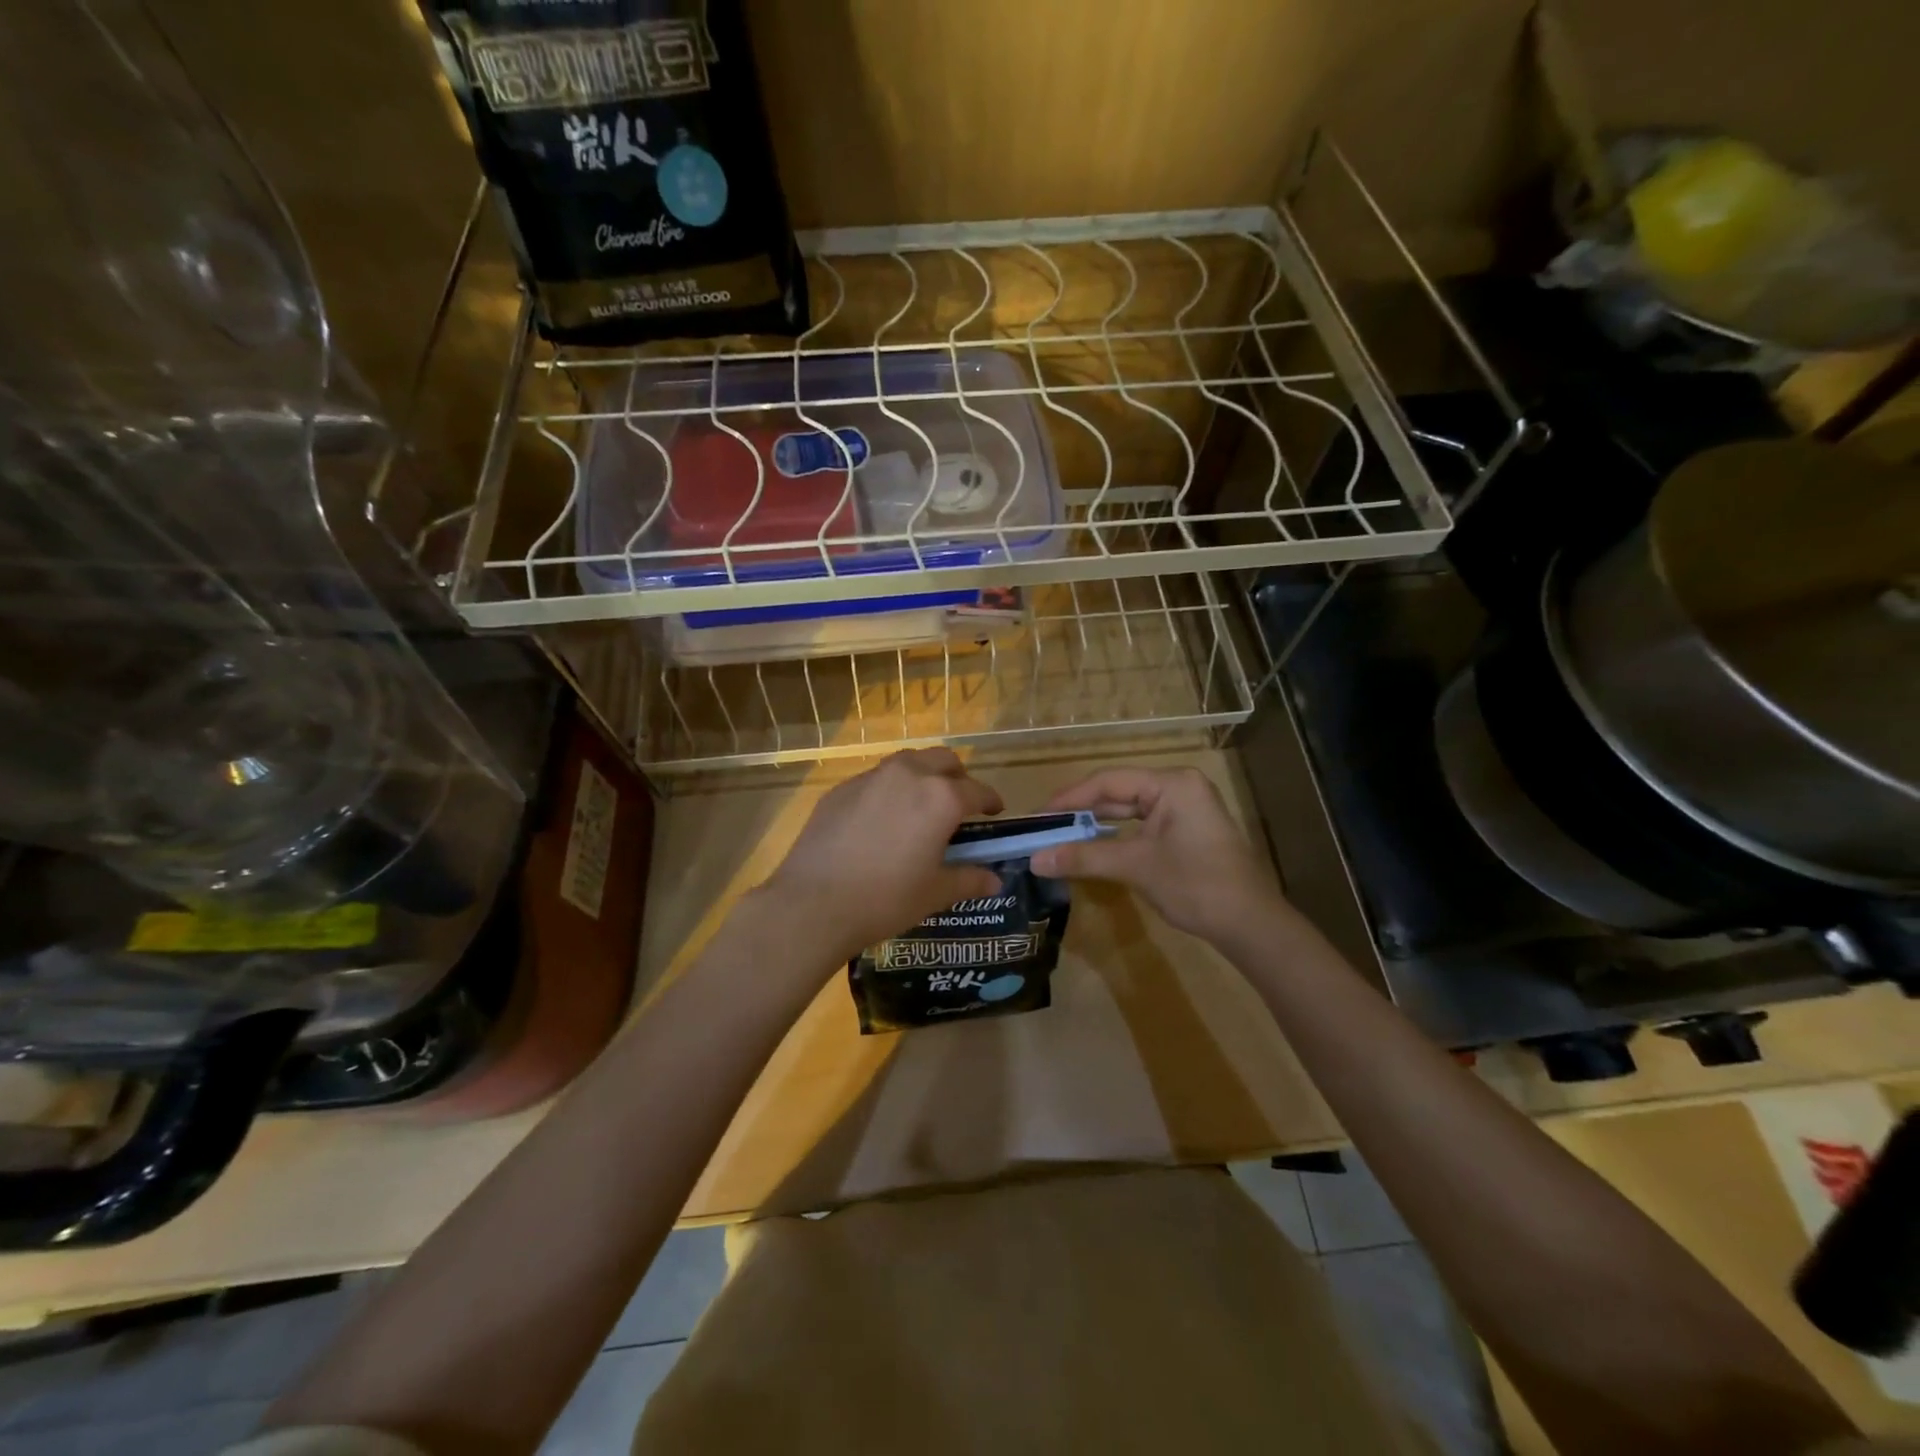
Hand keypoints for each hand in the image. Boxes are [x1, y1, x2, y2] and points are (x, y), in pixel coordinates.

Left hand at [757, 749, 1003, 964]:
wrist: (813, 903)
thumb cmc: (885, 899)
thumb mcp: (935, 893)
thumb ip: (969, 880)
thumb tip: (995, 881)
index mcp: (940, 797)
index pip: (977, 790)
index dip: (991, 801)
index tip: (995, 811)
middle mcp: (909, 775)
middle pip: (943, 760)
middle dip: (957, 777)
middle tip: (959, 803)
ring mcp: (871, 778)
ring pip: (908, 762)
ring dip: (922, 775)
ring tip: (921, 805)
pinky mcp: (841, 788)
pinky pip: (876, 779)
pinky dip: (889, 789)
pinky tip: (882, 819)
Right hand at [1029, 766, 1286, 942]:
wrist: (1250, 924)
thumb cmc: (1195, 886)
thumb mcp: (1135, 867)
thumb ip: (1083, 857)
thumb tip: (1035, 859)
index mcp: (1172, 783)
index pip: (1108, 781)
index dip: (1069, 798)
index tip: (1037, 816)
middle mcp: (1179, 786)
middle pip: (1119, 792)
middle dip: (1081, 811)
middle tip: (1044, 828)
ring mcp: (1186, 807)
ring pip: (1130, 809)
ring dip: (1097, 824)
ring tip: (1061, 836)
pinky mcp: (1187, 829)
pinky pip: (1143, 824)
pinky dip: (1118, 835)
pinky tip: (1093, 845)